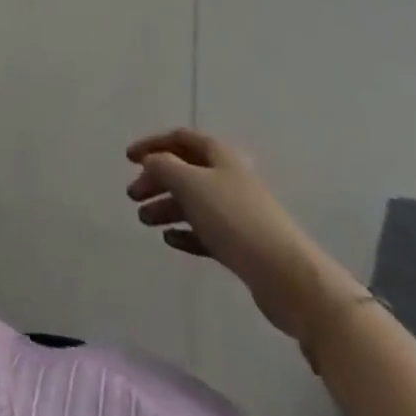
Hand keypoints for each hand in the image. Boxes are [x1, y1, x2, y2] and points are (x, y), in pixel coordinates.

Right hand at [127, 128, 365, 343]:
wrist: (287, 276)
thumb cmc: (235, 218)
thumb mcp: (191, 183)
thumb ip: (164, 167)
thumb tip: (151, 161)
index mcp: (219, 155)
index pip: (180, 138)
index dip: (152, 144)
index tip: (128, 158)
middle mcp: (227, 178)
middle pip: (184, 171)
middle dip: (156, 180)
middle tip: (133, 195)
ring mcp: (235, 212)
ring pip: (193, 203)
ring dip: (166, 207)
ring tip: (144, 221)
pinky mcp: (240, 245)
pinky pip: (205, 232)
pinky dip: (185, 232)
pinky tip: (169, 240)